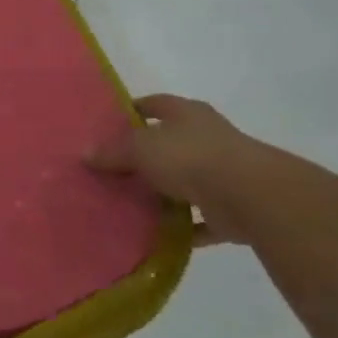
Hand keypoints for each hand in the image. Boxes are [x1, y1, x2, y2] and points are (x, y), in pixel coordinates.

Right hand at [87, 94, 280, 247]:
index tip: (109, 123)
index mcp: (187, 114)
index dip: (133, 110)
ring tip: (130, 201)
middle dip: (145, 154)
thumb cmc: (191, 158)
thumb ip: (112, 151)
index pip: (155, 104)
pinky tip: (158, 233)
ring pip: (185, 180)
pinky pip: (200, 218)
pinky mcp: (231, 207)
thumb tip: (86, 154)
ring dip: (164, 191)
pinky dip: (183, 226)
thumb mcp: (140, 149)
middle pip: (170, 142)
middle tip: (112, 167)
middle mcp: (207, 138)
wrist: (251, 196)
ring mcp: (223, 173)